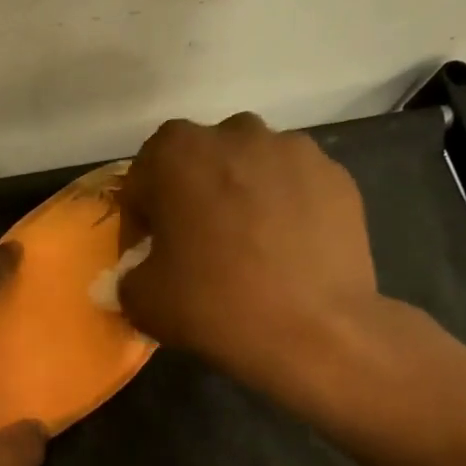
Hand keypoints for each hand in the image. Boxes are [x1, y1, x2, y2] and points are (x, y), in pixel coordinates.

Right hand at [118, 113, 404, 421]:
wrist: (315, 332)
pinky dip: (284, 209)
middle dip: (191, 196)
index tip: (147, 252)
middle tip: (195, 245)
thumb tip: (140, 271)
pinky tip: (285, 251)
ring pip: (251, 168)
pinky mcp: (336, 176)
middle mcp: (236, 134)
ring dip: (240, 197)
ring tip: (247, 247)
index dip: (140, 218)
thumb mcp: (141, 300)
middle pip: (200, 162)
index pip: (143, 178)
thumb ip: (128, 274)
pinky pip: (294, 187)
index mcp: (177, 152)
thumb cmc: (214, 305)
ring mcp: (294, 150)